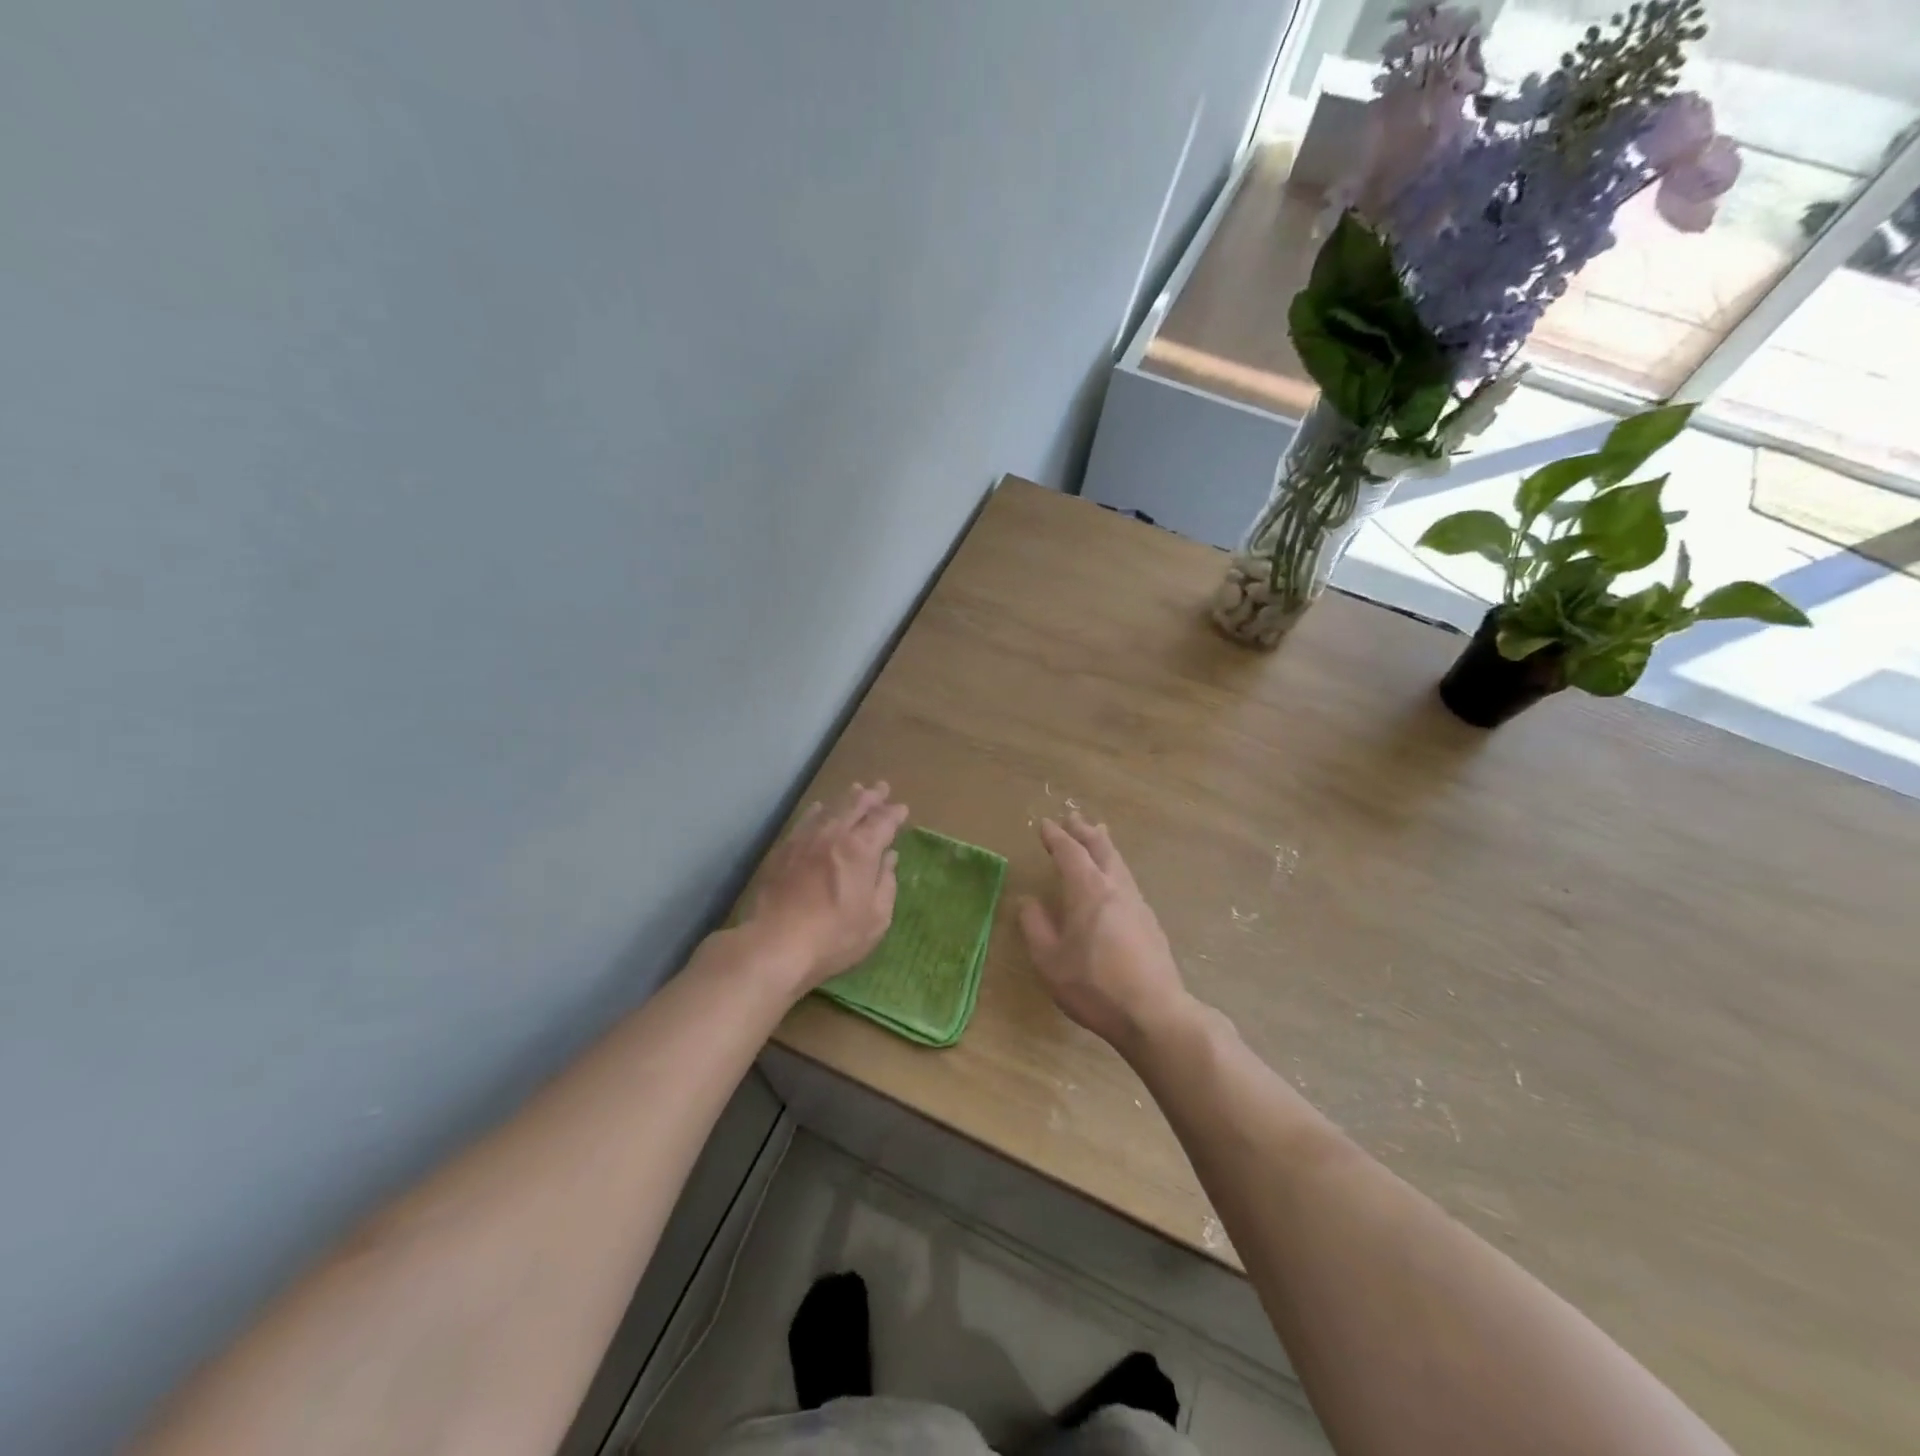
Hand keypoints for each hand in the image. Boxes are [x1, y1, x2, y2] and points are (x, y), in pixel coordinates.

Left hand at [747, 782, 906, 993]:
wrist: (775, 943)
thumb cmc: (834, 936)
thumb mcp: (876, 918)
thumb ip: (886, 883)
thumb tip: (890, 858)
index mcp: (862, 849)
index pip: (883, 821)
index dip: (894, 814)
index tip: (902, 809)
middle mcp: (835, 834)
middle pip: (856, 806)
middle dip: (872, 796)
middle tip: (881, 788)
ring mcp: (806, 839)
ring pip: (830, 808)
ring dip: (847, 798)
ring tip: (856, 790)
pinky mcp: (784, 849)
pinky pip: (805, 820)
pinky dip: (817, 810)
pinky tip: (819, 808)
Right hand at [1018, 812, 1191, 1055]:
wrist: (1154, 1013)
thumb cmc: (1094, 986)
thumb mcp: (1050, 961)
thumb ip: (1035, 927)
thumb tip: (1028, 901)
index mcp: (1088, 890)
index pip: (1070, 852)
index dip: (1056, 837)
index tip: (1045, 825)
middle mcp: (1116, 888)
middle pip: (1101, 849)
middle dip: (1085, 832)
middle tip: (1074, 818)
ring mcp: (1138, 904)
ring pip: (1119, 864)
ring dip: (1105, 847)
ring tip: (1098, 837)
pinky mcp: (1150, 923)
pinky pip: (1128, 882)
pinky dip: (1115, 869)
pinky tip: (1114, 883)